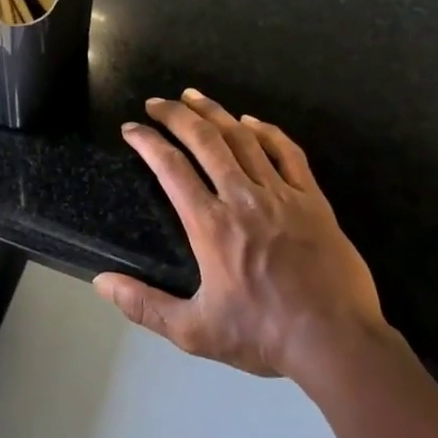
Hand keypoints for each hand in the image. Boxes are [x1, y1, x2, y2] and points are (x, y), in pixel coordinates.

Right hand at [94, 90, 387, 377]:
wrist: (336, 341)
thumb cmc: (262, 335)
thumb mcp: (194, 331)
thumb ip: (144, 305)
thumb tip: (101, 282)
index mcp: (211, 226)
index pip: (171, 168)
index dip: (147, 142)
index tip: (131, 128)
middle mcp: (242, 198)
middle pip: (205, 140)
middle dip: (176, 114)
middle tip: (157, 102)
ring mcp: (281, 194)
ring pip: (243, 138)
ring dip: (215, 113)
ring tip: (194, 96)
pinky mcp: (313, 199)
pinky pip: (287, 152)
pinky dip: (266, 131)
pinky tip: (251, 121)